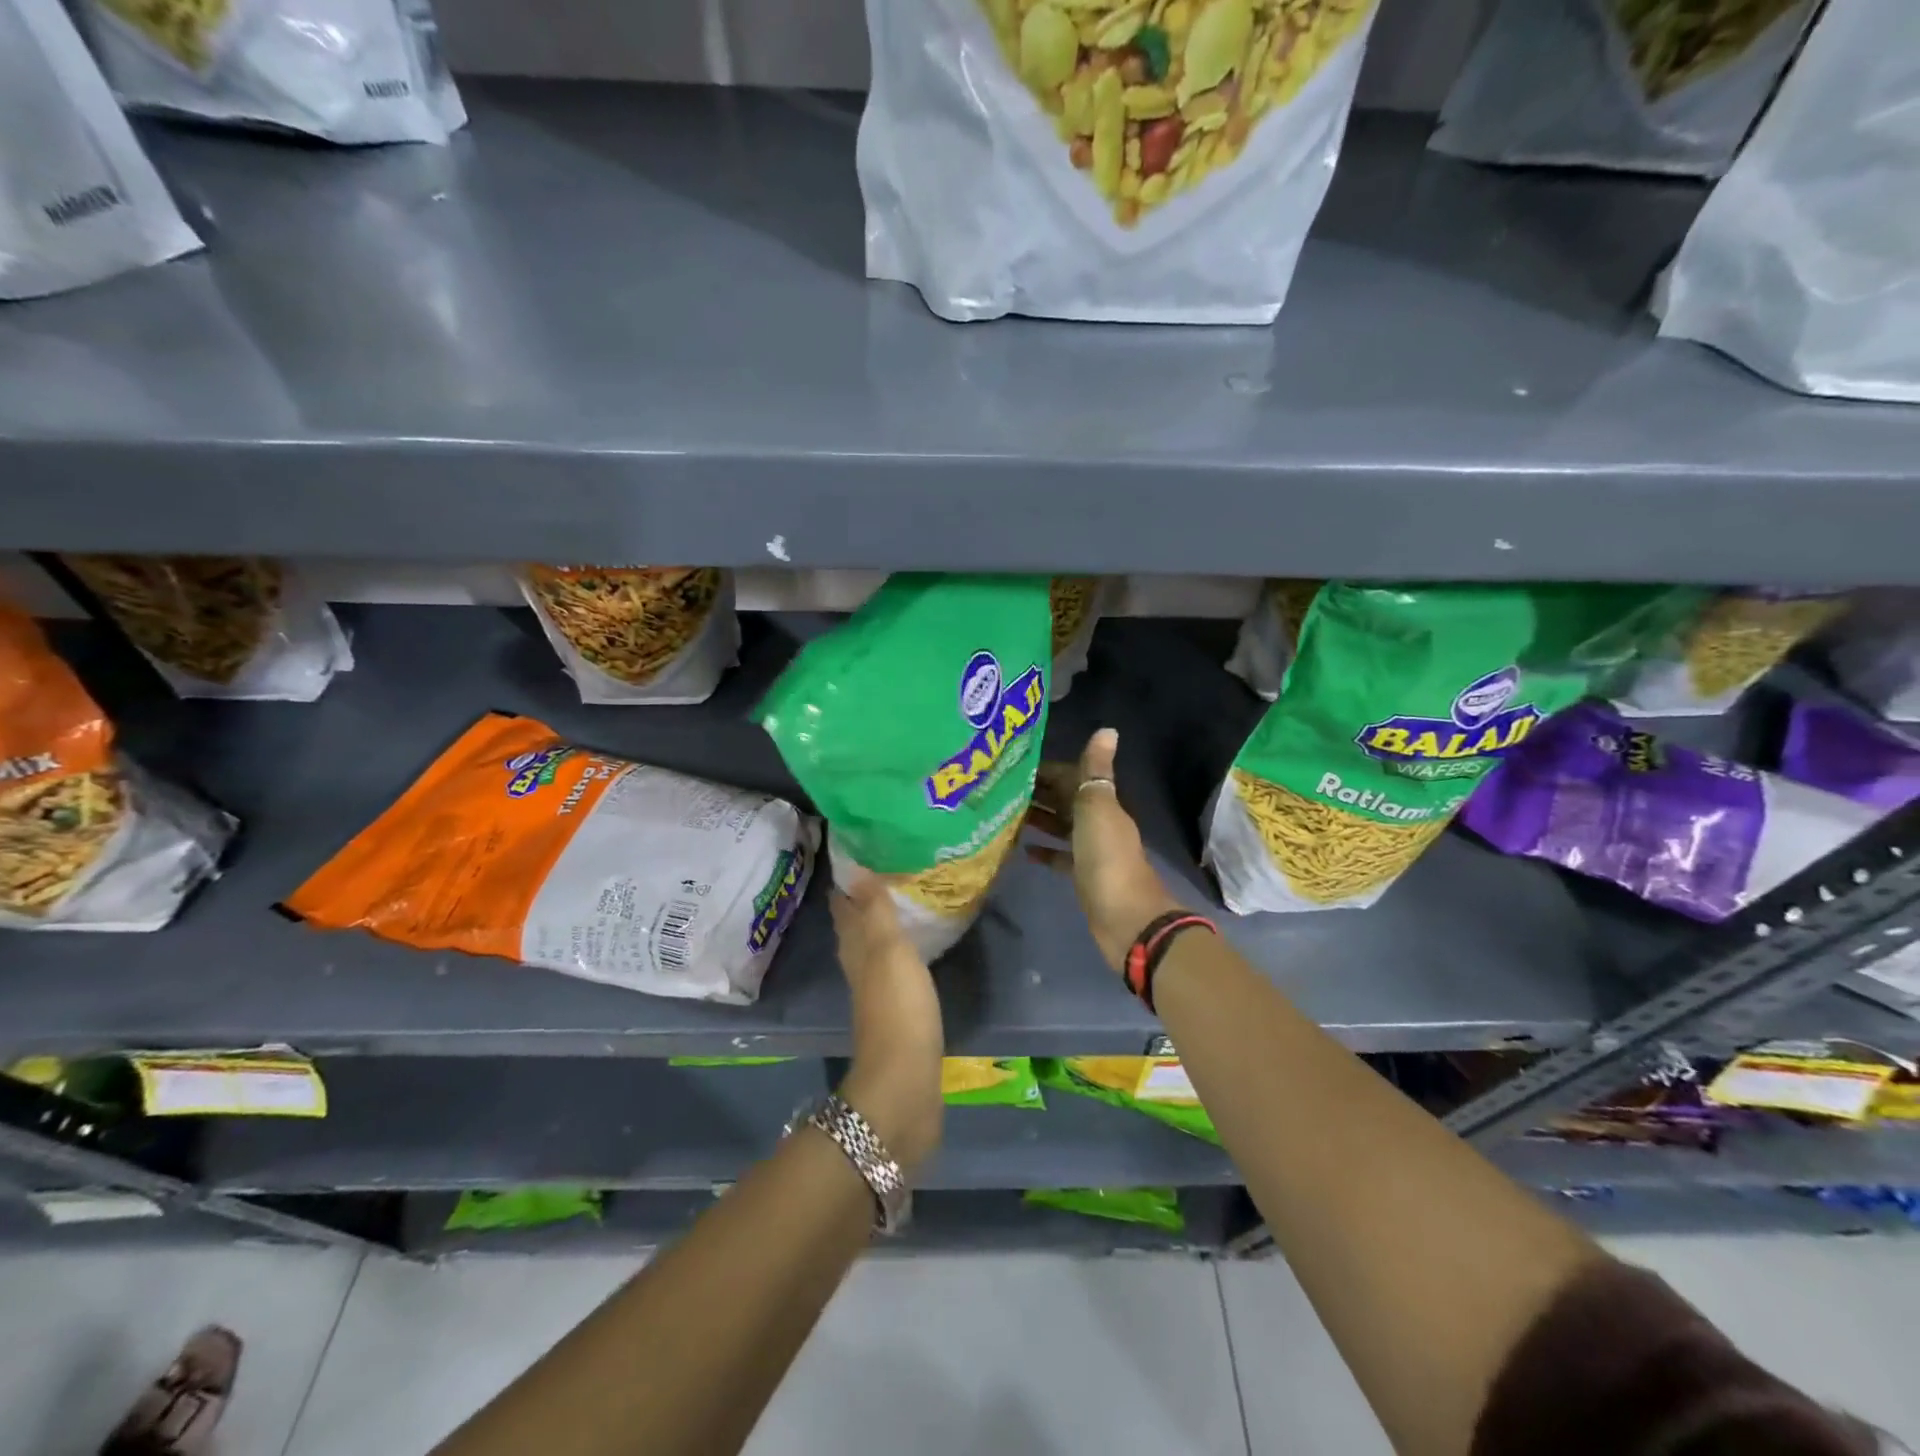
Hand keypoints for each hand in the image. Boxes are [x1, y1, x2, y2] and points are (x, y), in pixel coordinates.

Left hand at [830, 879, 943, 1173]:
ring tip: (898, 907)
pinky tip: (912, 955)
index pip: (845, 911)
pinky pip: (894, 975)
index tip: (855, 858)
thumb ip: (876, 911)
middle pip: (855, 932)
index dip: (847, 886)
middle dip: (861, 905)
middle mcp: (860, 971)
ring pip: (873, 954)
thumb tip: (855, 869)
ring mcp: (877, 997)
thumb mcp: (889, 951)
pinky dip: (898, 958)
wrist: (905, 1085)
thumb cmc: (898, 1010)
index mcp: (856, 952)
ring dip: (879, 931)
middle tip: (880, 875)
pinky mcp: (897, 1018)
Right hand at [1026, 728, 1183, 972]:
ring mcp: (1091, 851)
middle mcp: (1098, 822)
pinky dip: (1045, 851)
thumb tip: (1107, 728)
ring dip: (1038, 819)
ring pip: (1061, 827)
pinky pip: (1061, 857)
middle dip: (1037, 792)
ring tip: (1005, 814)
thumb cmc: (1107, 858)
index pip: (1071, 777)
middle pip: (1065, 801)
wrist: (1126, 918)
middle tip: (999, 789)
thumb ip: (1096, 771)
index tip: (1012, 765)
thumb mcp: (1098, 808)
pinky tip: (1023, 850)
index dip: (1046, 770)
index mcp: (1102, 803)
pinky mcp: (1083, 877)